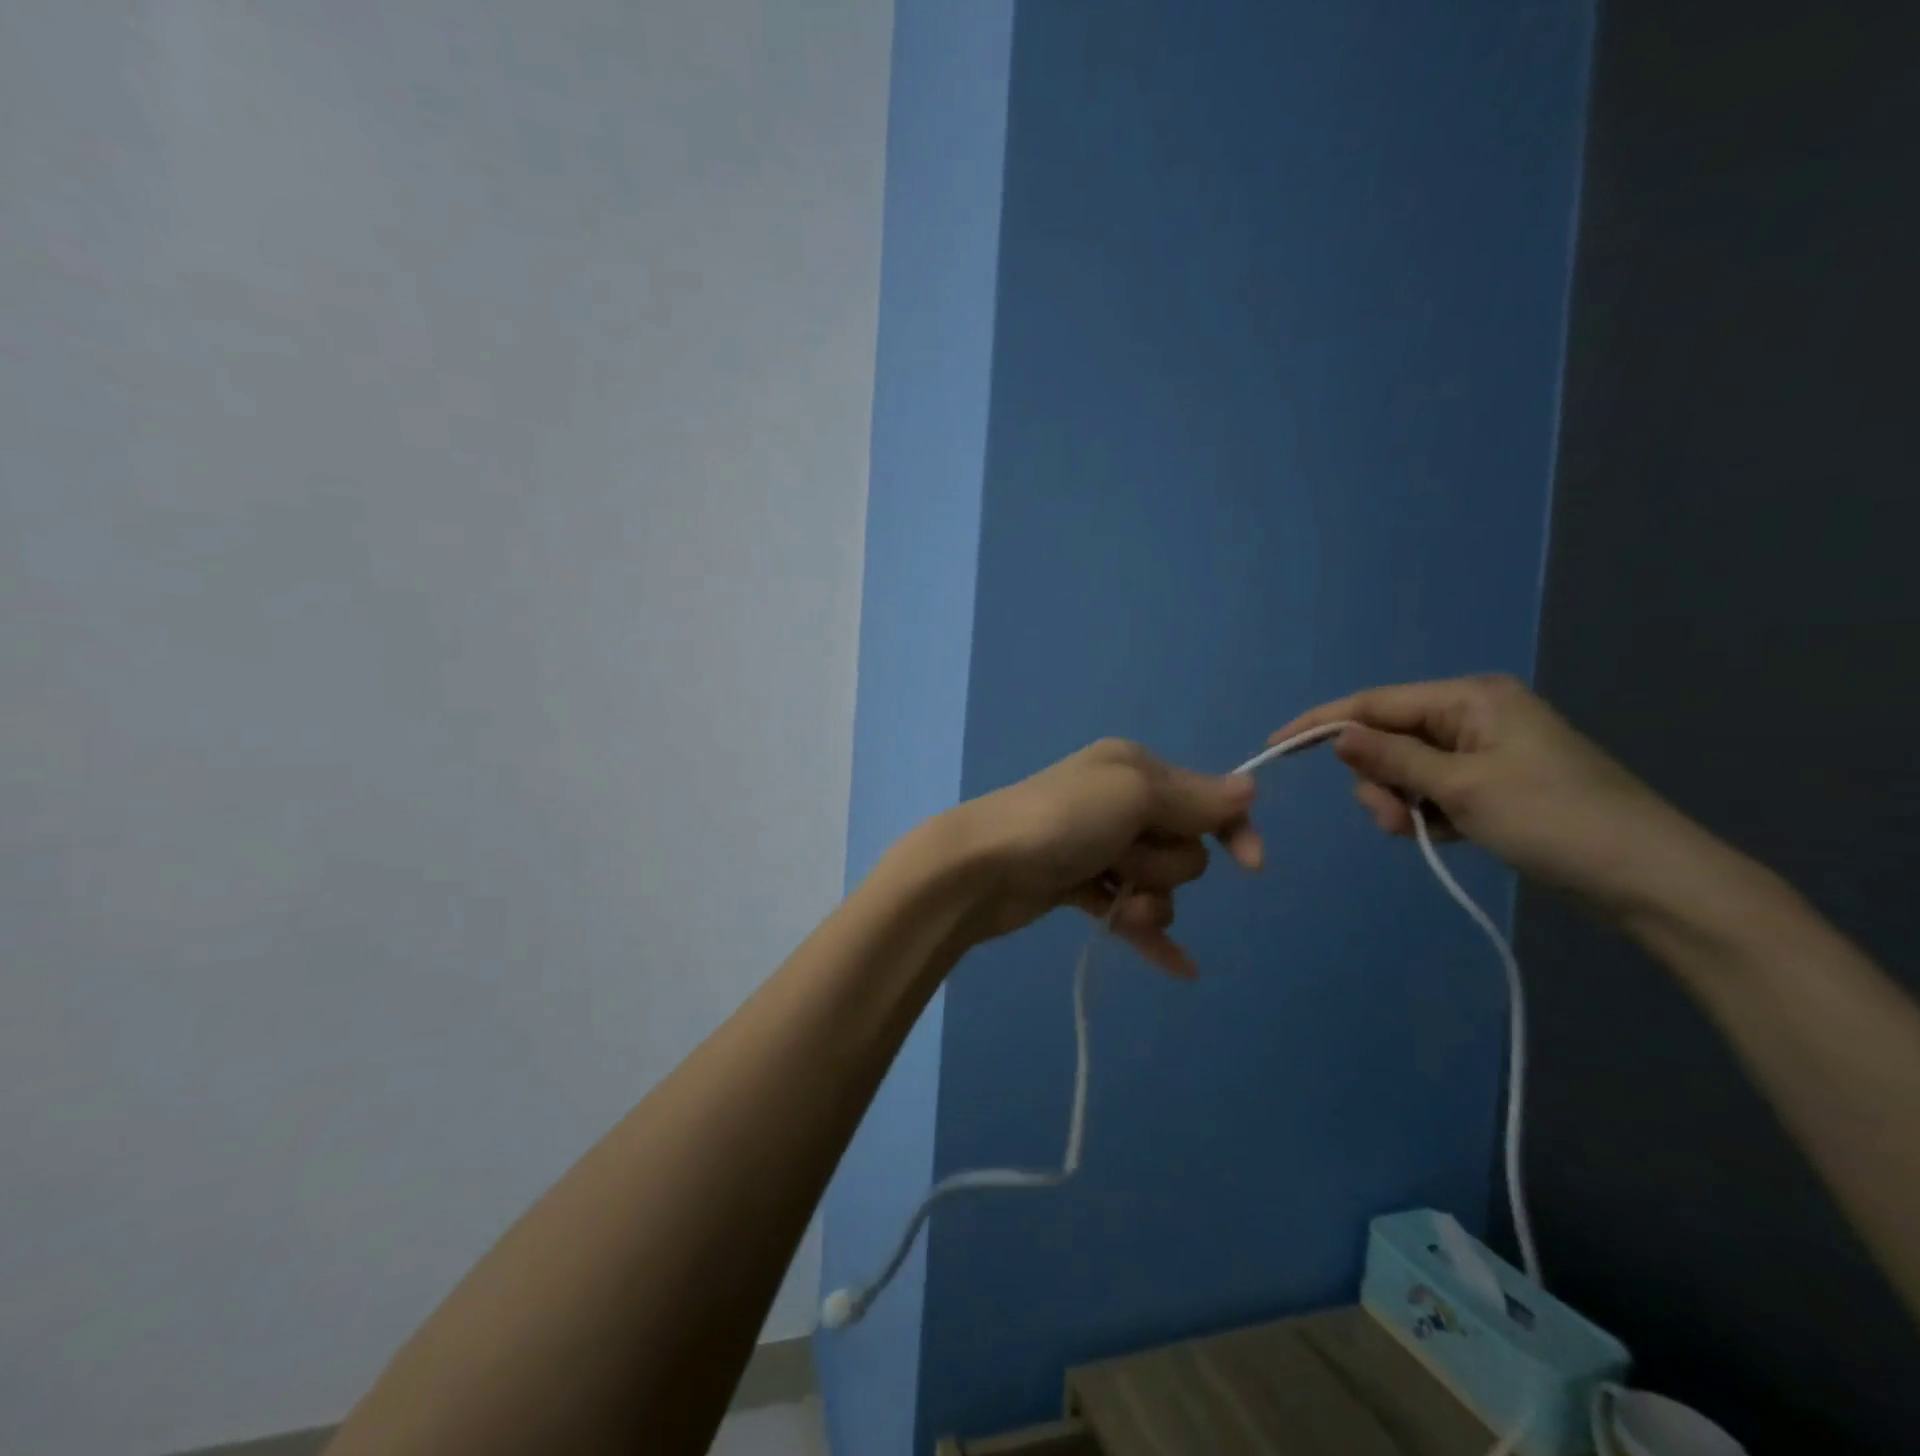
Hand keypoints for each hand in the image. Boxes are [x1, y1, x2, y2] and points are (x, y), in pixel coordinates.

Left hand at [930, 738, 1263, 979]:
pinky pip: (1128, 913)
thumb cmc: (1061, 821)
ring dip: (1148, 900)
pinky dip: (1149, 935)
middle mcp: (1117, 802)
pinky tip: (1181, 969)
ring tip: (1113, 898)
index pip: (1204, 798)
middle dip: (1163, 863)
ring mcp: (1096, 848)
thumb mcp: (1132, 795)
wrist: (980, 867)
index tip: (1252, 866)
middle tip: (1122, 859)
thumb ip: (1193, 798)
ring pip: (1158, 885)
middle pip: (1182, 846)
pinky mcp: (1077, 887)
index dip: (1232, 829)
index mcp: (1132, 769)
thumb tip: (1248, 789)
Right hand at [1270, 674, 1680, 912]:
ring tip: (1425, 835)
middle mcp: (1474, 715)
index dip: (1321, 723)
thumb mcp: (1461, 788)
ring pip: (1406, 770)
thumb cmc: (1554, 821)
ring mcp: (1485, 751)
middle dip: (1378, 780)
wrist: (1651, 880)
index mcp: (1470, 698)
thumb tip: (1337, 735)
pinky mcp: (1494, 784)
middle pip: (1388, 739)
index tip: (1275, 746)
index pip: (1374, 704)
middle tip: (1395, 821)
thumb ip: (1392, 760)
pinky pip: (1432, 790)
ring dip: (1401, 802)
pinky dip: (1425, 813)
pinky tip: (1443, 836)